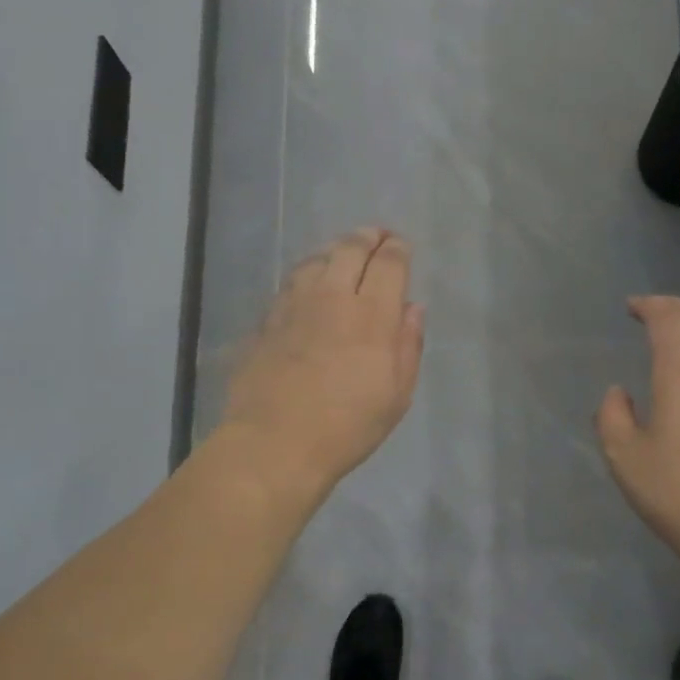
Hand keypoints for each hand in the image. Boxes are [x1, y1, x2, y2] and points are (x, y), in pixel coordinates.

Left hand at [220, 227, 424, 498]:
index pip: (388, 263)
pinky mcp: (267, 319)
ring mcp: (294, 305)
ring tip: (343, 255)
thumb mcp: (396, 395)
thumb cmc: (347, 427)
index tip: (401, 246)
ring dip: (335, 250)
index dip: (397, 249)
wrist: (274, 443)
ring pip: (317, 259)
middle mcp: (332, 297)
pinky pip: (292, 282)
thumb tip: (412, 308)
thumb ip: (408, 345)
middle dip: (368, 237)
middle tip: (377, 236)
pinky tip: (310, 283)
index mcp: (371, 315)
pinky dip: (308, 273)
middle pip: (350, 249)